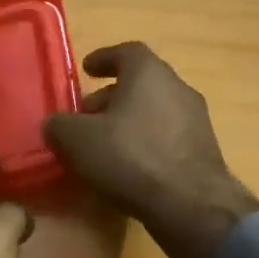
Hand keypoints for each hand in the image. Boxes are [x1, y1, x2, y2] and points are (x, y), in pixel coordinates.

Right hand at [44, 42, 258, 257]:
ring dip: (128, 123)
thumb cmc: (130, 157)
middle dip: (111, 97)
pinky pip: (166, 138)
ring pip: (154, 112)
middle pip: (141, 84)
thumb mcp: (78, 140)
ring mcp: (196, 121)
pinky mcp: (204, 152)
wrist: (190, 205)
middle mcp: (178, 88)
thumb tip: (55, 124)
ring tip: (104, 146)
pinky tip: (128, 168)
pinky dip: (145, 145)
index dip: (104, 59)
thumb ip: (59, 125)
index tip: (86, 70)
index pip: (126, 52)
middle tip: (87, 117)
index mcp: (149, 73)